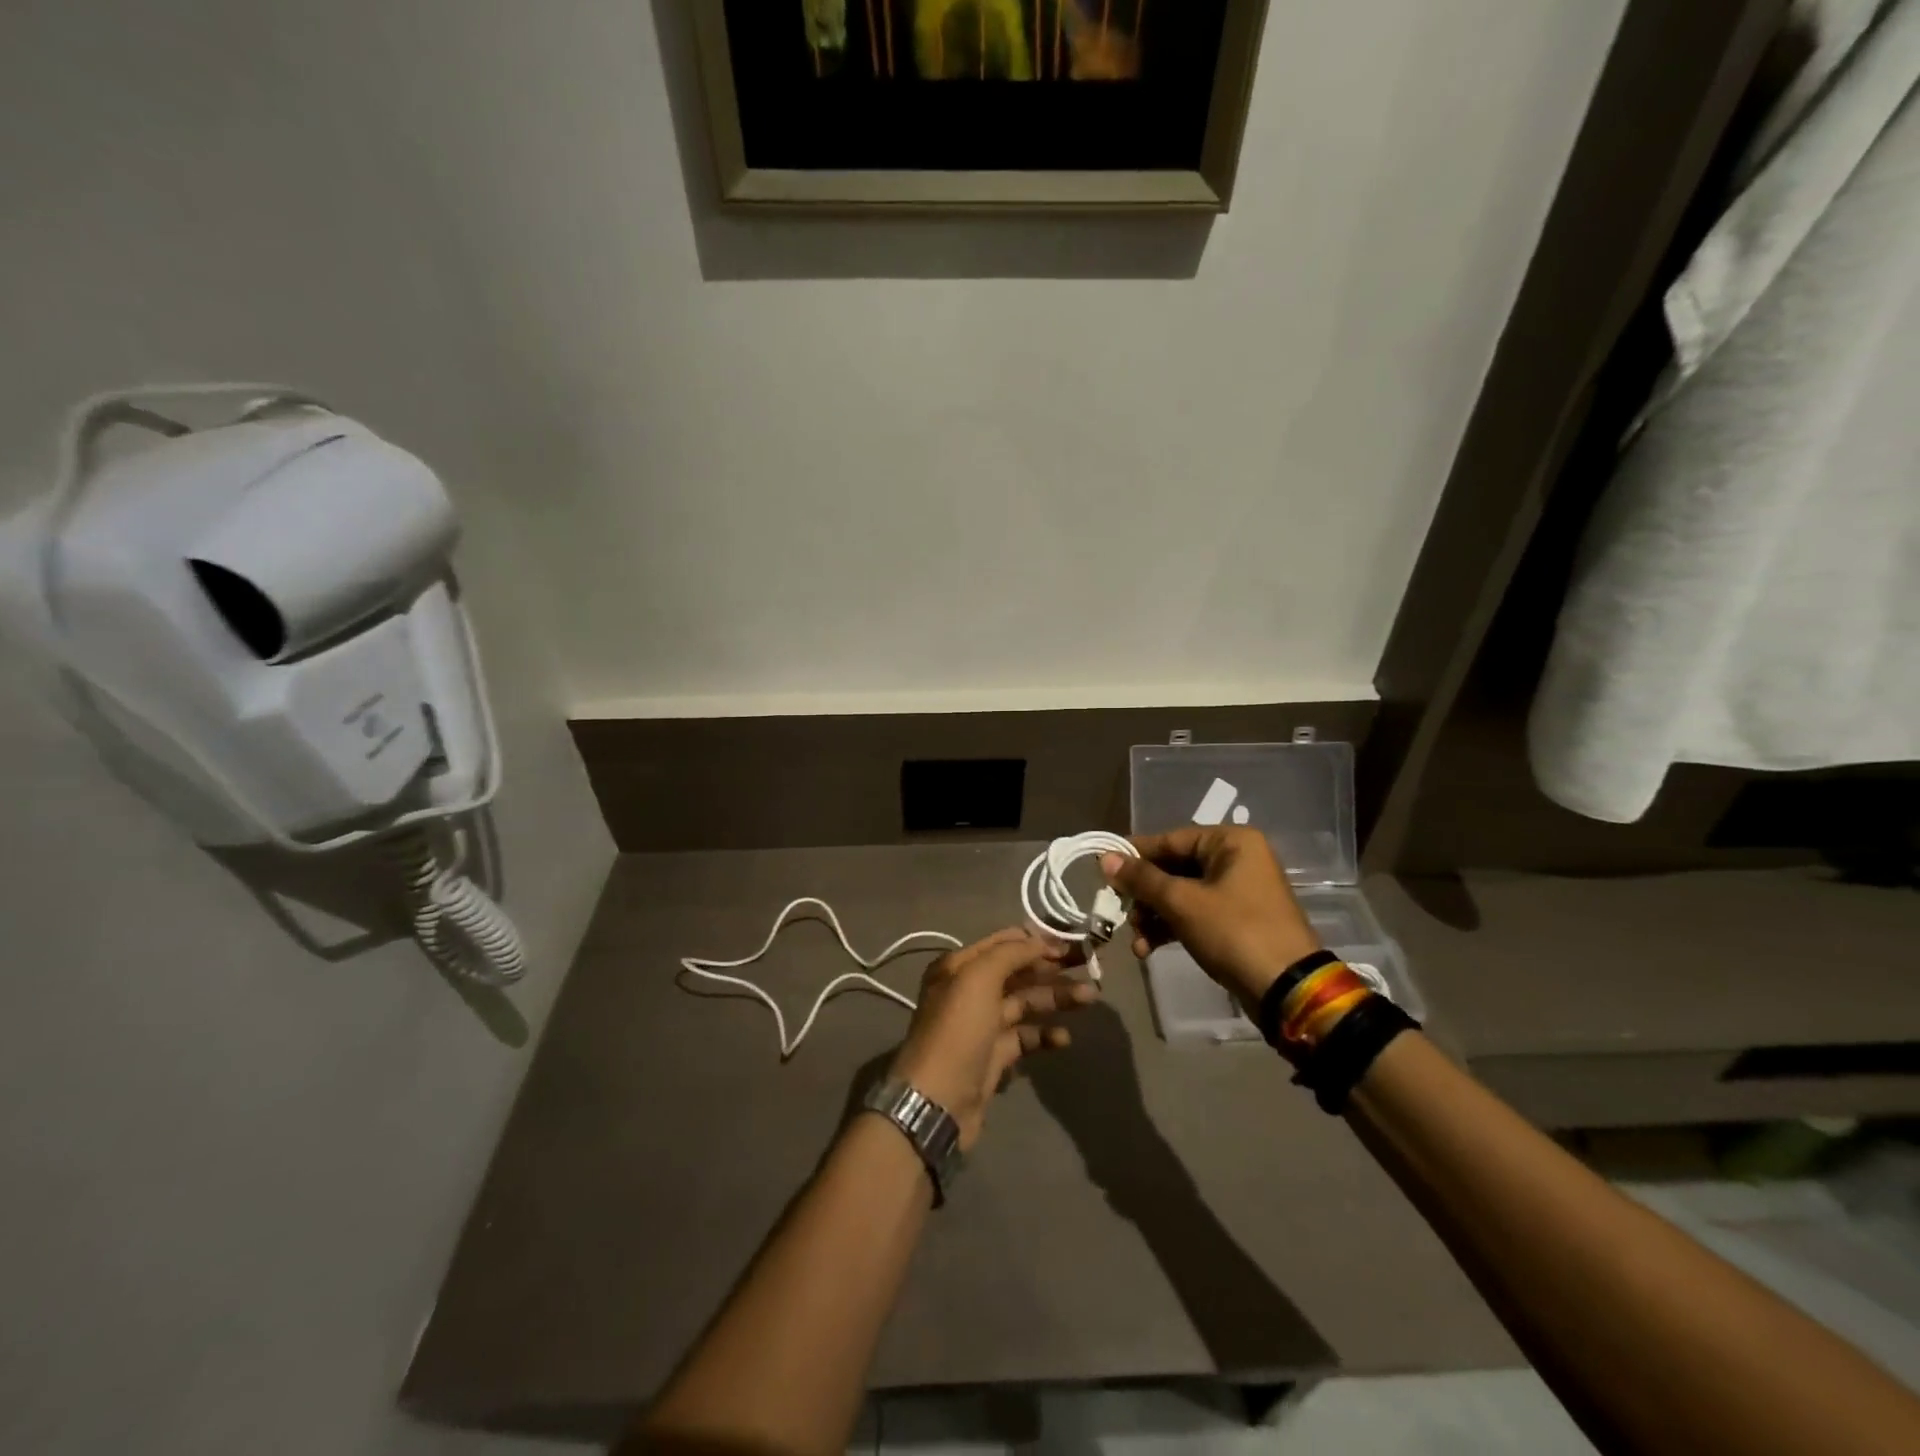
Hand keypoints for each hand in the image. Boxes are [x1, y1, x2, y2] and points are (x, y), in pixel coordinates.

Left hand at [887, 928, 1097, 1151]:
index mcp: (959, 966)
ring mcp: (982, 1024)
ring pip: (1025, 1003)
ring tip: (1090, 998)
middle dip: (1052, 968)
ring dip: (1056, 998)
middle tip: (1090, 966)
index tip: (1071, 942)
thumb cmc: (958, 1030)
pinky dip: (1045, 1034)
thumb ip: (1010, 954)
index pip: (1003, 943)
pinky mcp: (994, 1055)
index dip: (1036, 940)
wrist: (938, 1100)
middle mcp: (969, 990)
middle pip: (1018, 972)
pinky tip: (1064, 1038)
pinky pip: (1025, 1036)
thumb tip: (1039, 941)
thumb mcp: (978, 979)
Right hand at [1101, 827, 1320, 1011]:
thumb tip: (1104, 859)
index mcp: (1231, 842)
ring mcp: (1239, 891)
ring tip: (1135, 941)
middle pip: (1173, 868)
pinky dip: (1171, 927)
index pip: (1169, 840)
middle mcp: (1237, 859)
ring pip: (1181, 894)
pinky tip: (1148, 949)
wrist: (1287, 989)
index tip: (1102, 870)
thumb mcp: (1182, 902)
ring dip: (1153, 916)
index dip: (1134, 856)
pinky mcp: (1237, 921)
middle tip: (1119, 913)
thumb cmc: (1234, 932)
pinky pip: (1194, 914)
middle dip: (1144, 896)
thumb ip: (1142, 879)